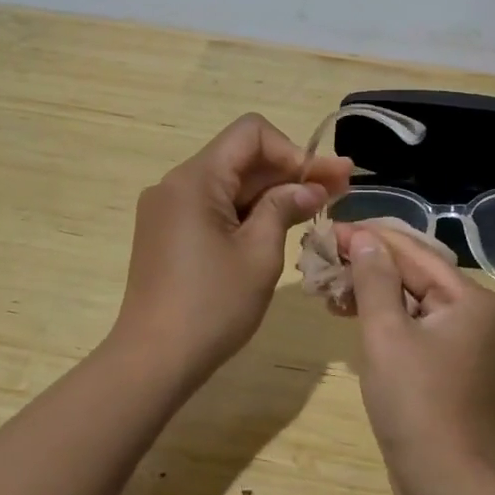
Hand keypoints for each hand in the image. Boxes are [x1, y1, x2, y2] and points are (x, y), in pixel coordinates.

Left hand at [112, 114, 352, 381]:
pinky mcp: (167, 233)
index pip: (251, 133)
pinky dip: (248, 211)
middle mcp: (176, 184)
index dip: (293, 150)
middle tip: (341, 186)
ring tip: (319, 204)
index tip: (320, 181)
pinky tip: (280, 224)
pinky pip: (214, 207)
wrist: (153, 361)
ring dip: (273, 192)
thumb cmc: (212, 306)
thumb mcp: (259, 254)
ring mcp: (168, 209)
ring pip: (229, 184)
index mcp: (194, 179)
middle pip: (241, 157)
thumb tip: (310, 186)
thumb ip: (284, 208)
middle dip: (291, 170)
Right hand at [337, 221, 494, 488]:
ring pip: (409, 300)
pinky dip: (380, 318)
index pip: (412, 251)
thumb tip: (364, 238)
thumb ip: (375, 280)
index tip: (327, 230)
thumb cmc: (416, 403)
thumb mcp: (387, 334)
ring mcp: (461, 341)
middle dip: (366, 264)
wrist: (446, 484)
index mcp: (469, 298)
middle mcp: (472, 312)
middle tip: (321, 257)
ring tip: (326, 285)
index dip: (368, 238)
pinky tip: (348, 314)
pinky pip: (410, 326)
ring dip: (369, 291)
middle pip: (413, 273)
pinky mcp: (445, 365)